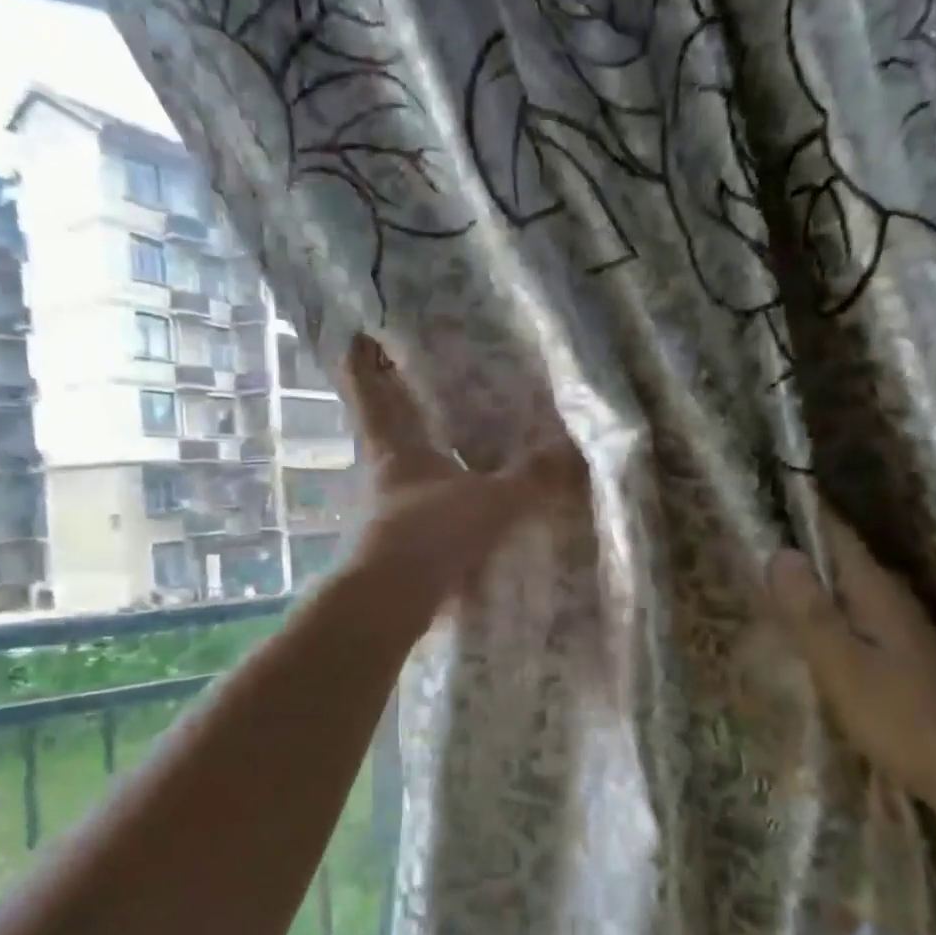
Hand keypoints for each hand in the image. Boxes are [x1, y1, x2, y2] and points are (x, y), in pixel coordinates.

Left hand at [337, 333, 582, 614]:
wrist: (394, 600)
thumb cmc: (432, 531)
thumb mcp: (492, 500)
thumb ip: (534, 477)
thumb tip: (576, 449)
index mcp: (396, 450)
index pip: (372, 394)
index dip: (364, 363)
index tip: (359, 334)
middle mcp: (384, 475)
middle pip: (380, 428)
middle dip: (387, 402)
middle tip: (401, 375)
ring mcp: (387, 512)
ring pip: (398, 469)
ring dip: (413, 453)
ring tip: (441, 437)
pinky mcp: (397, 546)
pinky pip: (417, 507)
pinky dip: (432, 496)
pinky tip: (454, 501)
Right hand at [764, 506, 935, 802]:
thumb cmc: (899, 718)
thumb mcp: (842, 665)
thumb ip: (809, 611)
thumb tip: (779, 552)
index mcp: (876, 590)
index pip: (835, 533)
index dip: (801, 512)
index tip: (761, 496)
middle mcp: (888, 595)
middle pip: (837, 556)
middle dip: (796, 543)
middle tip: (745, 535)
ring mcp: (896, 623)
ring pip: (841, 584)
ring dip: (806, 577)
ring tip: (759, 572)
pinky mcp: (895, 650)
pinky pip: (847, 611)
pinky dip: (820, 607)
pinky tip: (796, 622)